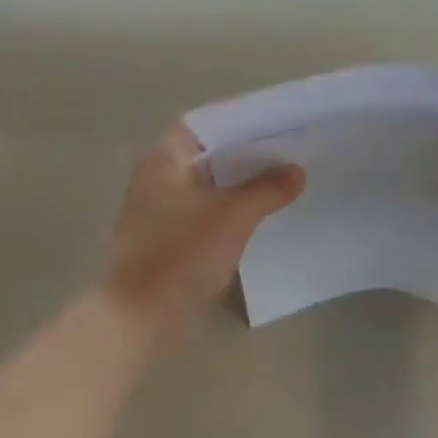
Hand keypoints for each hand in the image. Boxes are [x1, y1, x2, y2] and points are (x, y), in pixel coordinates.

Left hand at [106, 123, 303, 342]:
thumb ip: (267, 189)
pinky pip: (210, 207)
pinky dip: (234, 204)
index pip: (210, 122)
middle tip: (292, 147)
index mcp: (166, 158)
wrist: (140, 318)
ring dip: (244, 180)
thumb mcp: (233, 216)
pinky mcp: (172, 234)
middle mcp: (161, 175)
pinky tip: (265, 209)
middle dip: (250, 152)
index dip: (244, 119)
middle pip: (213, 152)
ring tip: (286, 175)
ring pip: (213, 182)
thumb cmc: (180, 254)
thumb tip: (297, 171)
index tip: (279, 120)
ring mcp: (164, 206)